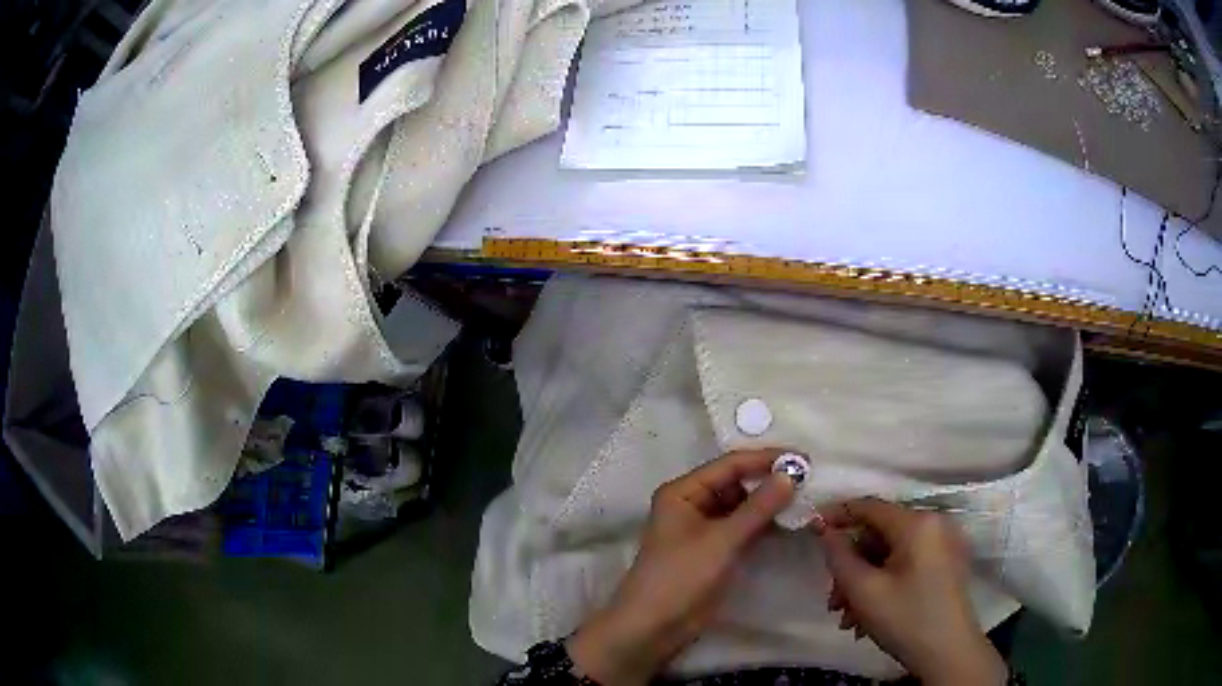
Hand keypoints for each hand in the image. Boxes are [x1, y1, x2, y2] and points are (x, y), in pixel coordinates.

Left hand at [569, 450, 795, 685]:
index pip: (730, 465)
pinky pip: (743, 529)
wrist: (654, 628)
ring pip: (743, 507)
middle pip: (737, 483)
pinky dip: (764, 525)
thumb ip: (758, 507)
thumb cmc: (680, 577)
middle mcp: (692, 504)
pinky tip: (791, 523)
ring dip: (770, 504)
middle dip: (770, 481)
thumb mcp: (721, 540)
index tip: (804, 459)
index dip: (766, 459)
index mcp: (683, 492)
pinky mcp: (715, 552)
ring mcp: (704, 529)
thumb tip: (791, 474)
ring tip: (807, 499)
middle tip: (810, 480)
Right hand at [816, 498, 1007, 685]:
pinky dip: (884, 585)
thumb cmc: (906, 618)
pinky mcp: (946, 564)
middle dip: (851, 568)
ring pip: (890, 554)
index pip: (870, 507)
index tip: (809, 529)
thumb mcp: (863, 590)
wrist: (948, 653)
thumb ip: (839, 556)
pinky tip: (867, 617)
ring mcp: (943, 545)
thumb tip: (824, 530)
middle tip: (832, 600)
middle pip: (879, 536)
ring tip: (847, 618)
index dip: (837, 515)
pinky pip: (906, 564)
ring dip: (864, 583)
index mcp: (917, 523)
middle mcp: (934, 525)